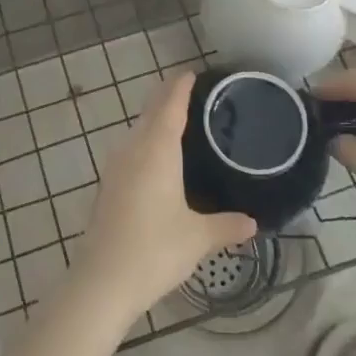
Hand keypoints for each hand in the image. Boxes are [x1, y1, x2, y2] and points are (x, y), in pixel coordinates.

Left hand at [74, 73, 256, 324]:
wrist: (101, 282)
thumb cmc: (154, 249)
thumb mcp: (198, 237)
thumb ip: (226, 225)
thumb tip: (253, 223)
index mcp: (157, 150)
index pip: (170, 104)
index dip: (181, 87)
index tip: (193, 73)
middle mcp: (133, 149)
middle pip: (150, 112)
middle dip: (168, 98)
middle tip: (194, 95)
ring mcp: (115, 168)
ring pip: (137, 131)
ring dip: (154, 121)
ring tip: (179, 124)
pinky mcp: (107, 187)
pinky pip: (130, 151)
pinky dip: (146, 143)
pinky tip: (158, 162)